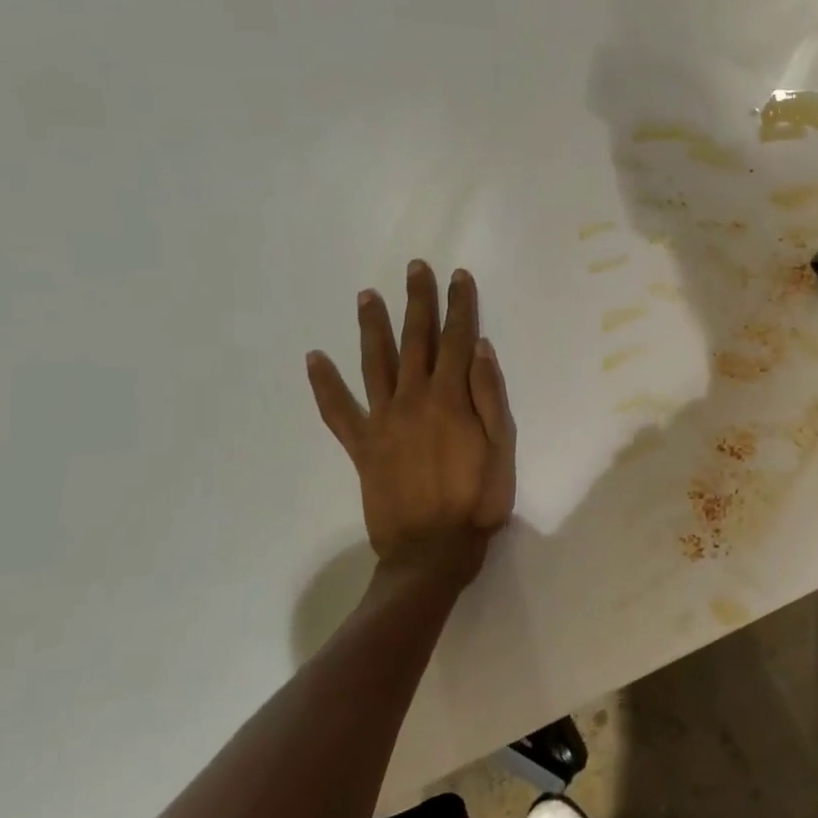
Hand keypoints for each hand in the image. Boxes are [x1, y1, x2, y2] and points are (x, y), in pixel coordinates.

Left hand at [306, 262, 516, 593]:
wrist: (432, 550)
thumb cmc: (477, 500)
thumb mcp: (502, 448)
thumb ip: (490, 396)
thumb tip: (479, 349)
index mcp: (451, 399)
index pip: (457, 340)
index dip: (460, 306)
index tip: (459, 276)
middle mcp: (413, 399)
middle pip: (416, 340)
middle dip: (418, 301)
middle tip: (415, 268)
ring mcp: (383, 421)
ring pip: (375, 363)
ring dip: (372, 327)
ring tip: (366, 295)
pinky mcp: (361, 445)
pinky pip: (338, 410)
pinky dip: (325, 385)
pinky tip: (314, 359)